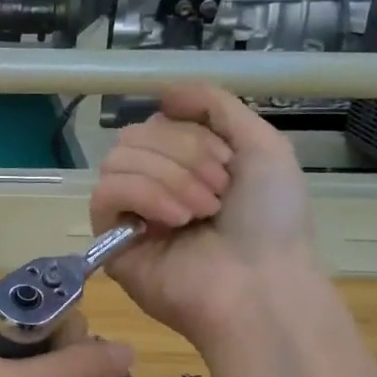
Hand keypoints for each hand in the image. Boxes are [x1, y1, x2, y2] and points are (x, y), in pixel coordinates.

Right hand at [91, 84, 317, 349]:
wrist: (262, 284)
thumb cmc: (271, 219)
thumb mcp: (263, 144)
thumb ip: (215, 105)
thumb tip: (164, 92)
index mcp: (185, 163)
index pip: (158, 122)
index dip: (193, 135)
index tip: (231, 166)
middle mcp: (153, 184)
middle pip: (134, 136)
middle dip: (183, 155)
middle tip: (219, 192)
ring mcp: (130, 213)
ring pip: (117, 160)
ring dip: (168, 178)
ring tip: (202, 212)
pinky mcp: (110, 240)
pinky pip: (105, 193)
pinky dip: (143, 195)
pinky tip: (175, 220)